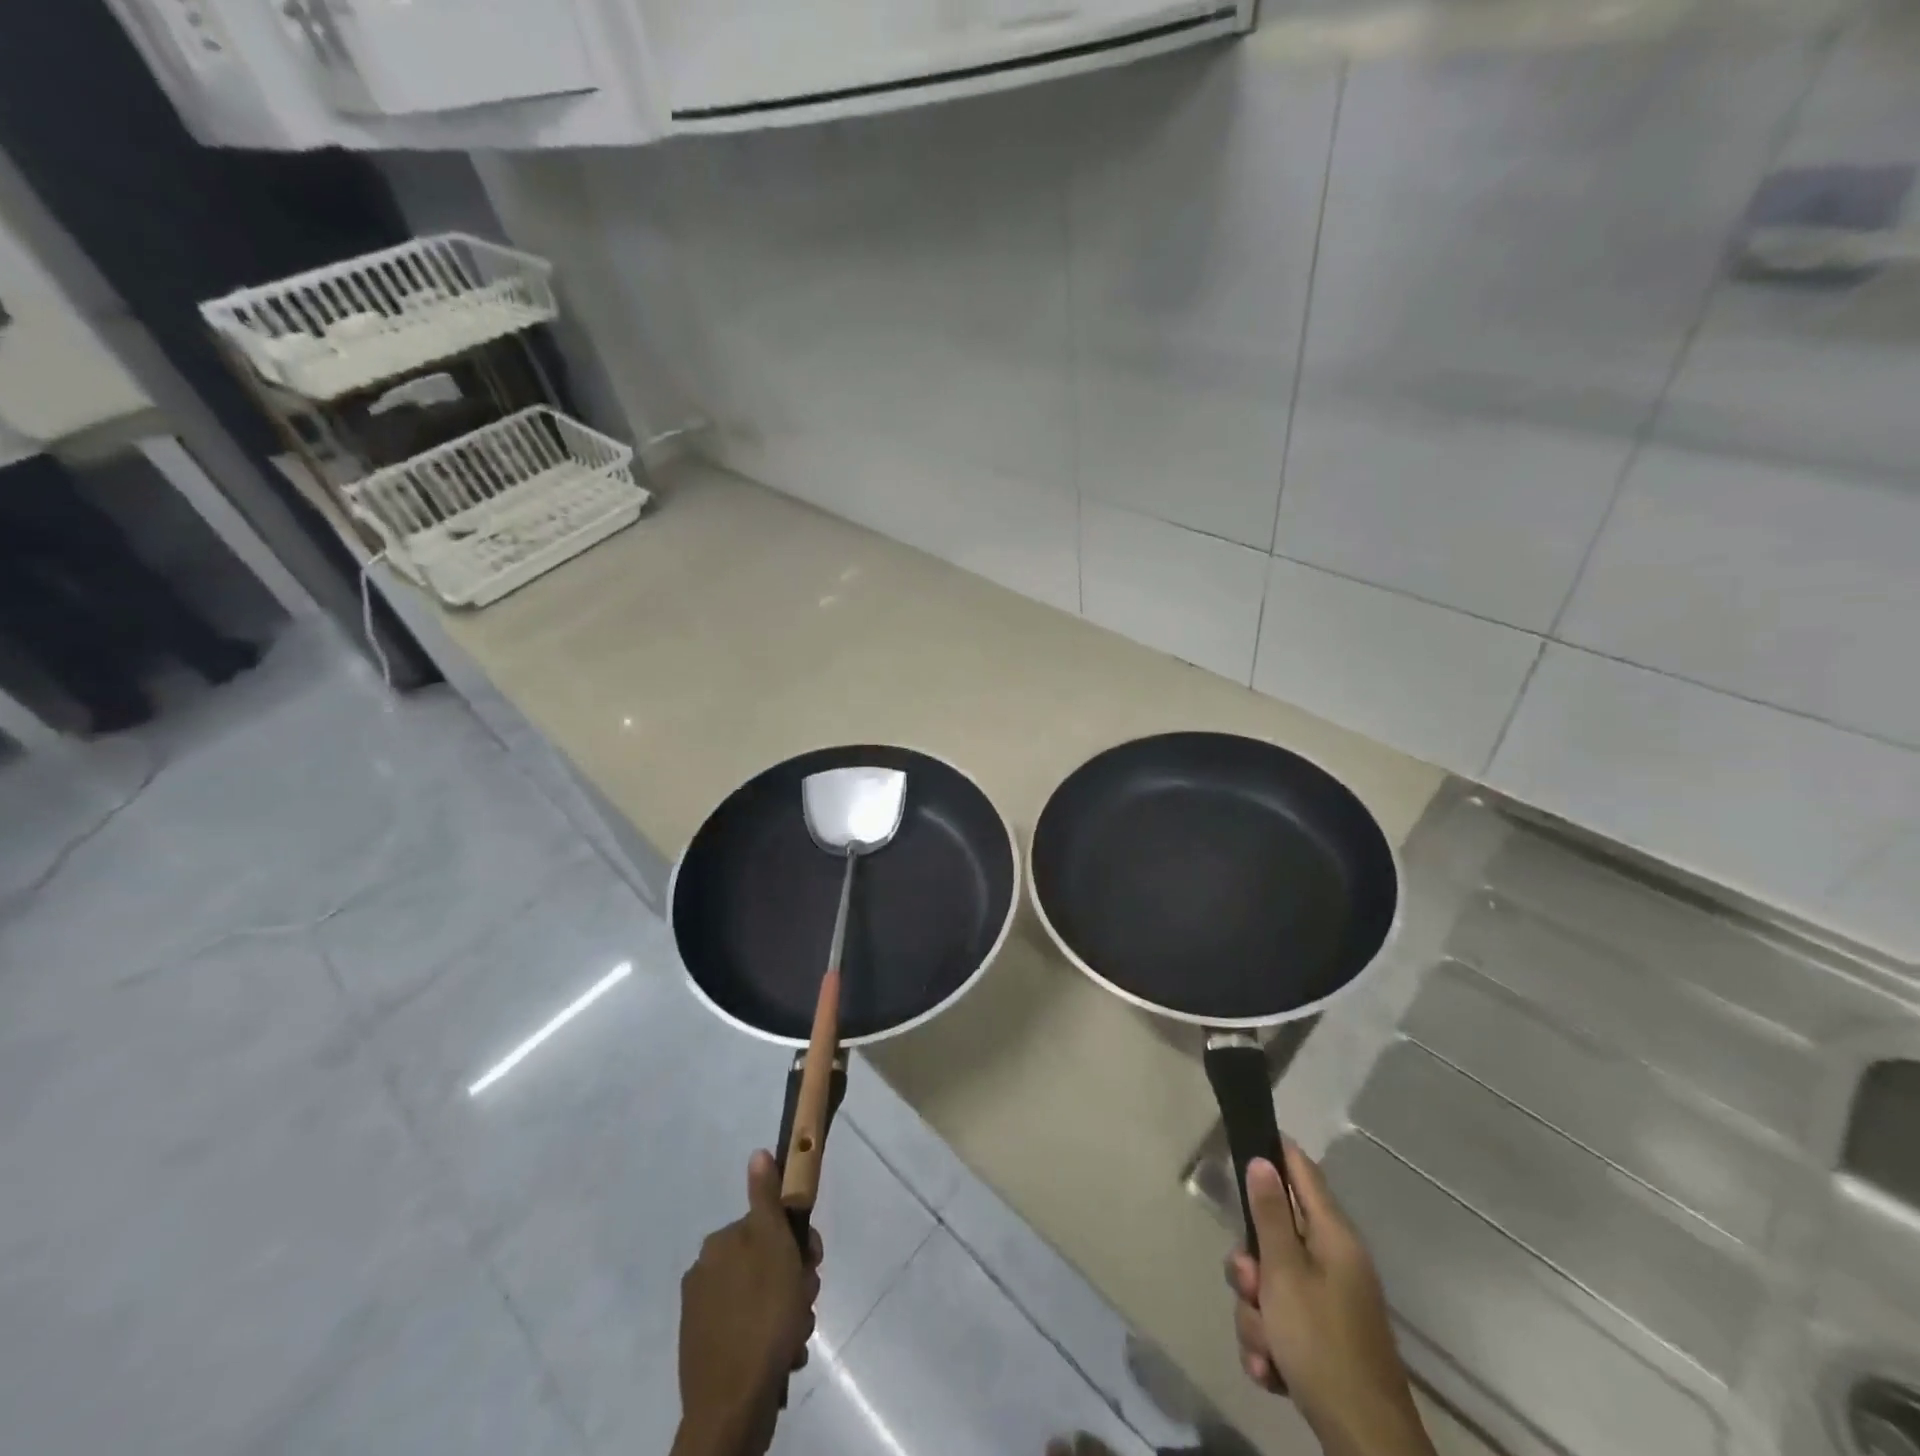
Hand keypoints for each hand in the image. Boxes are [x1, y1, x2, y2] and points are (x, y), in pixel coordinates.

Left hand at [673, 1151, 822, 1455]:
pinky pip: (750, 1330)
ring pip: (762, 1297)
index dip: (798, 1241)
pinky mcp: (706, 1352)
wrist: (731, 1409)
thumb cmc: (763, 1317)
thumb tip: (757, 1153)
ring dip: (786, 1311)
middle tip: (805, 1302)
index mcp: (719, 1244)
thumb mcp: (775, 1247)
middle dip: (794, 1280)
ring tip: (795, 1336)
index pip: (769, 1224)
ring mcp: (702, 1315)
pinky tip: (782, 1355)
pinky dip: (769, 1339)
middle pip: (766, 1261)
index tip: (813, 1262)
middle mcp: (704, 1272)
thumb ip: (766, 1199)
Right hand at [1224, 1144, 1434, 1455]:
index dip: (1274, 1152)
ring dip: (1256, 1315)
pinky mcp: (1322, 1339)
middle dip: (1251, 1266)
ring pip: (1270, 1284)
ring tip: (1266, 1347)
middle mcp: (1334, 1262)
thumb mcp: (1285, 1275)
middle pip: (1274, 1235)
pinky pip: (1279, 1322)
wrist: (1365, 1442)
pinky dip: (1269, 1345)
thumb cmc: (1322, 1344)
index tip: (1241, 1143)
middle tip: (1251, 1287)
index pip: (1302, 1171)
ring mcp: (1330, 1302)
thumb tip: (1263, 1161)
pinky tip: (1270, 1370)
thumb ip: (1270, 1216)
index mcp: (1333, 1237)